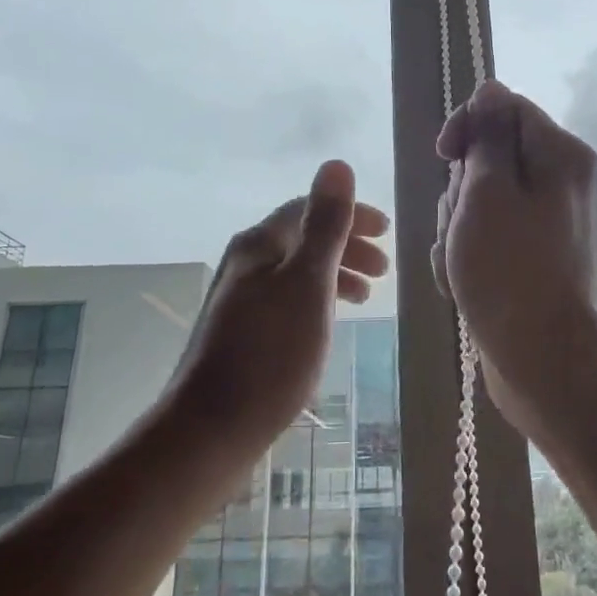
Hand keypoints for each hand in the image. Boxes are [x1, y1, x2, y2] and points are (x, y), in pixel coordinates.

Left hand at [173, 160, 390, 445]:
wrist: (209, 431)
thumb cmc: (270, 353)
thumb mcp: (308, 282)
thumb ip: (326, 224)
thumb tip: (336, 164)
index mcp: (259, 244)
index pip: (309, 209)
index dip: (350, 215)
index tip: (387, 232)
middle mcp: (246, 263)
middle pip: (303, 238)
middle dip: (347, 246)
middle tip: (385, 268)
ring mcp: (240, 300)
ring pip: (297, 271)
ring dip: (335, 274)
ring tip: (366, 296)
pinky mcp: (241, 333)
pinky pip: (289, 299)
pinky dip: (317, 300)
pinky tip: (328, 323)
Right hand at [431, 80, 596, 435]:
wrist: (544, 362)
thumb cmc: (510, 270)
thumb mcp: (488, 191)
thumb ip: (489, 134)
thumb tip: (492, 88)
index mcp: (559, 155)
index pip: (504, 108)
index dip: (467, 127)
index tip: (444, 157)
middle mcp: (559, 181)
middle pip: (489, 157)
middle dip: (461, 189)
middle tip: (462, 226)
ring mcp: (546, 222)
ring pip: (480, 199)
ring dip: (458, 227)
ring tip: (462, 263)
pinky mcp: (531, 255)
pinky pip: (487, 235)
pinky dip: (468, 254)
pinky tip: (465, 283)